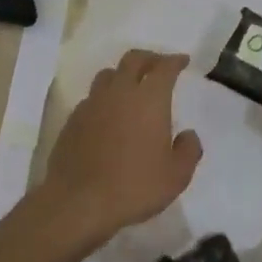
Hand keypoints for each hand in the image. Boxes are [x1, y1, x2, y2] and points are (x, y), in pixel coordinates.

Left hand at [42, 49, 202, 244]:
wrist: (78, 202)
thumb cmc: (134, 187)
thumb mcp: (177, 176)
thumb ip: (189, 150)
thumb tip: (188, 135)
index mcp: (149, 100)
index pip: (164, 68)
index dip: (175, 61)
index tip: (182, 61)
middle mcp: (119, 93)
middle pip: (133, 59)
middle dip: (149, 58)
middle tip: (159, 66)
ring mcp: (91, 104)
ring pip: (108, 75)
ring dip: (123, 75)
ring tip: (132, 87)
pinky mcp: (72, 120)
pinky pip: (92, 98)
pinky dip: (105, 98)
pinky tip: (109, 115)